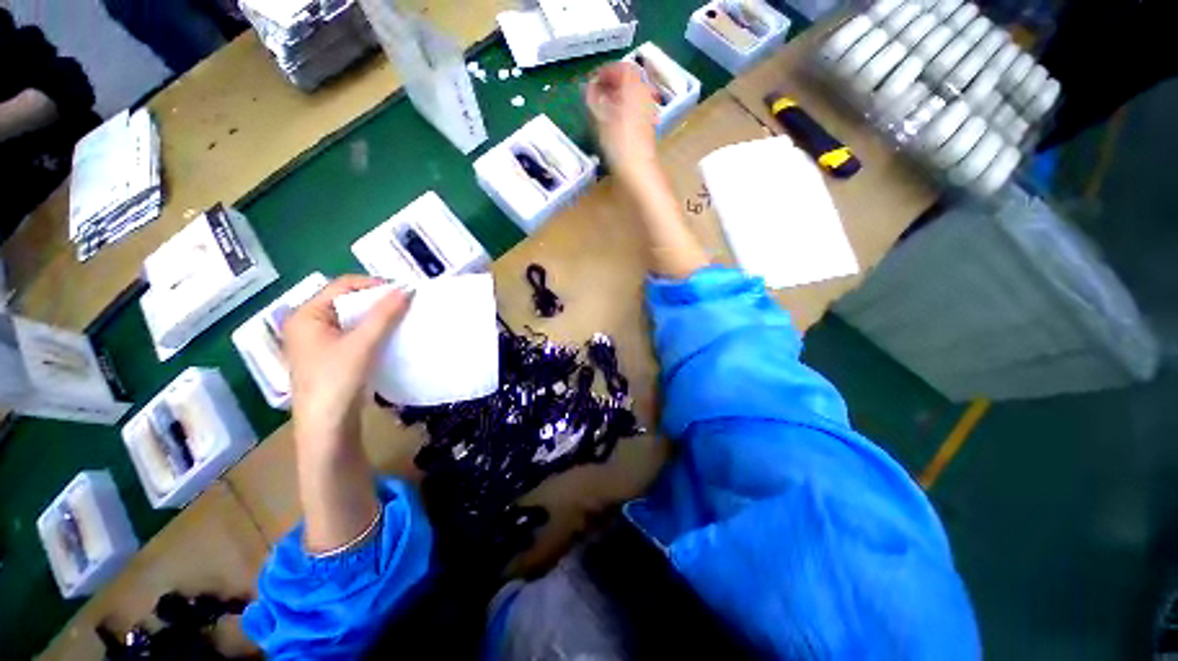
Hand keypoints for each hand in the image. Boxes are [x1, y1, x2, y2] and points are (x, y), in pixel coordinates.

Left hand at [284, 276, 410, 455]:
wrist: (327, 427)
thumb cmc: (336, 380)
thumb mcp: (362, 344)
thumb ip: (384, 315)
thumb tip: (406, 290)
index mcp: (306, 315)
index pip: (342, 286)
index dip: (373, 285)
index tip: (402, 291)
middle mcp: (308, 324)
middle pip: (347, 301)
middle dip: (377, 300)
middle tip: (405, 304)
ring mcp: (318, 341)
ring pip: (352, 318)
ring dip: (377, 316)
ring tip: (401, 317)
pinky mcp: (330, 356)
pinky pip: (353, 333)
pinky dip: (372, 330)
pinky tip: (389, 335)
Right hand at [585, 62, 659, 182]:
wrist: (638, 170)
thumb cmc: (619, 141)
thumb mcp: (601, 117)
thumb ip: (595, 98)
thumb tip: (590, 87)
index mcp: (635, 86)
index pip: (622, 68)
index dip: (606, 71)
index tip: (591, 80)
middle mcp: (644, 95)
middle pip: (629, 81)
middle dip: (612, 84)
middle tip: (595, 93)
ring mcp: (648, 112)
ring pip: (632, 96)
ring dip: (617, 97)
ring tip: (601, 108)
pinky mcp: (647, 128)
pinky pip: (634, 110)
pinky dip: (622, 110)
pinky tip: (612, 122)